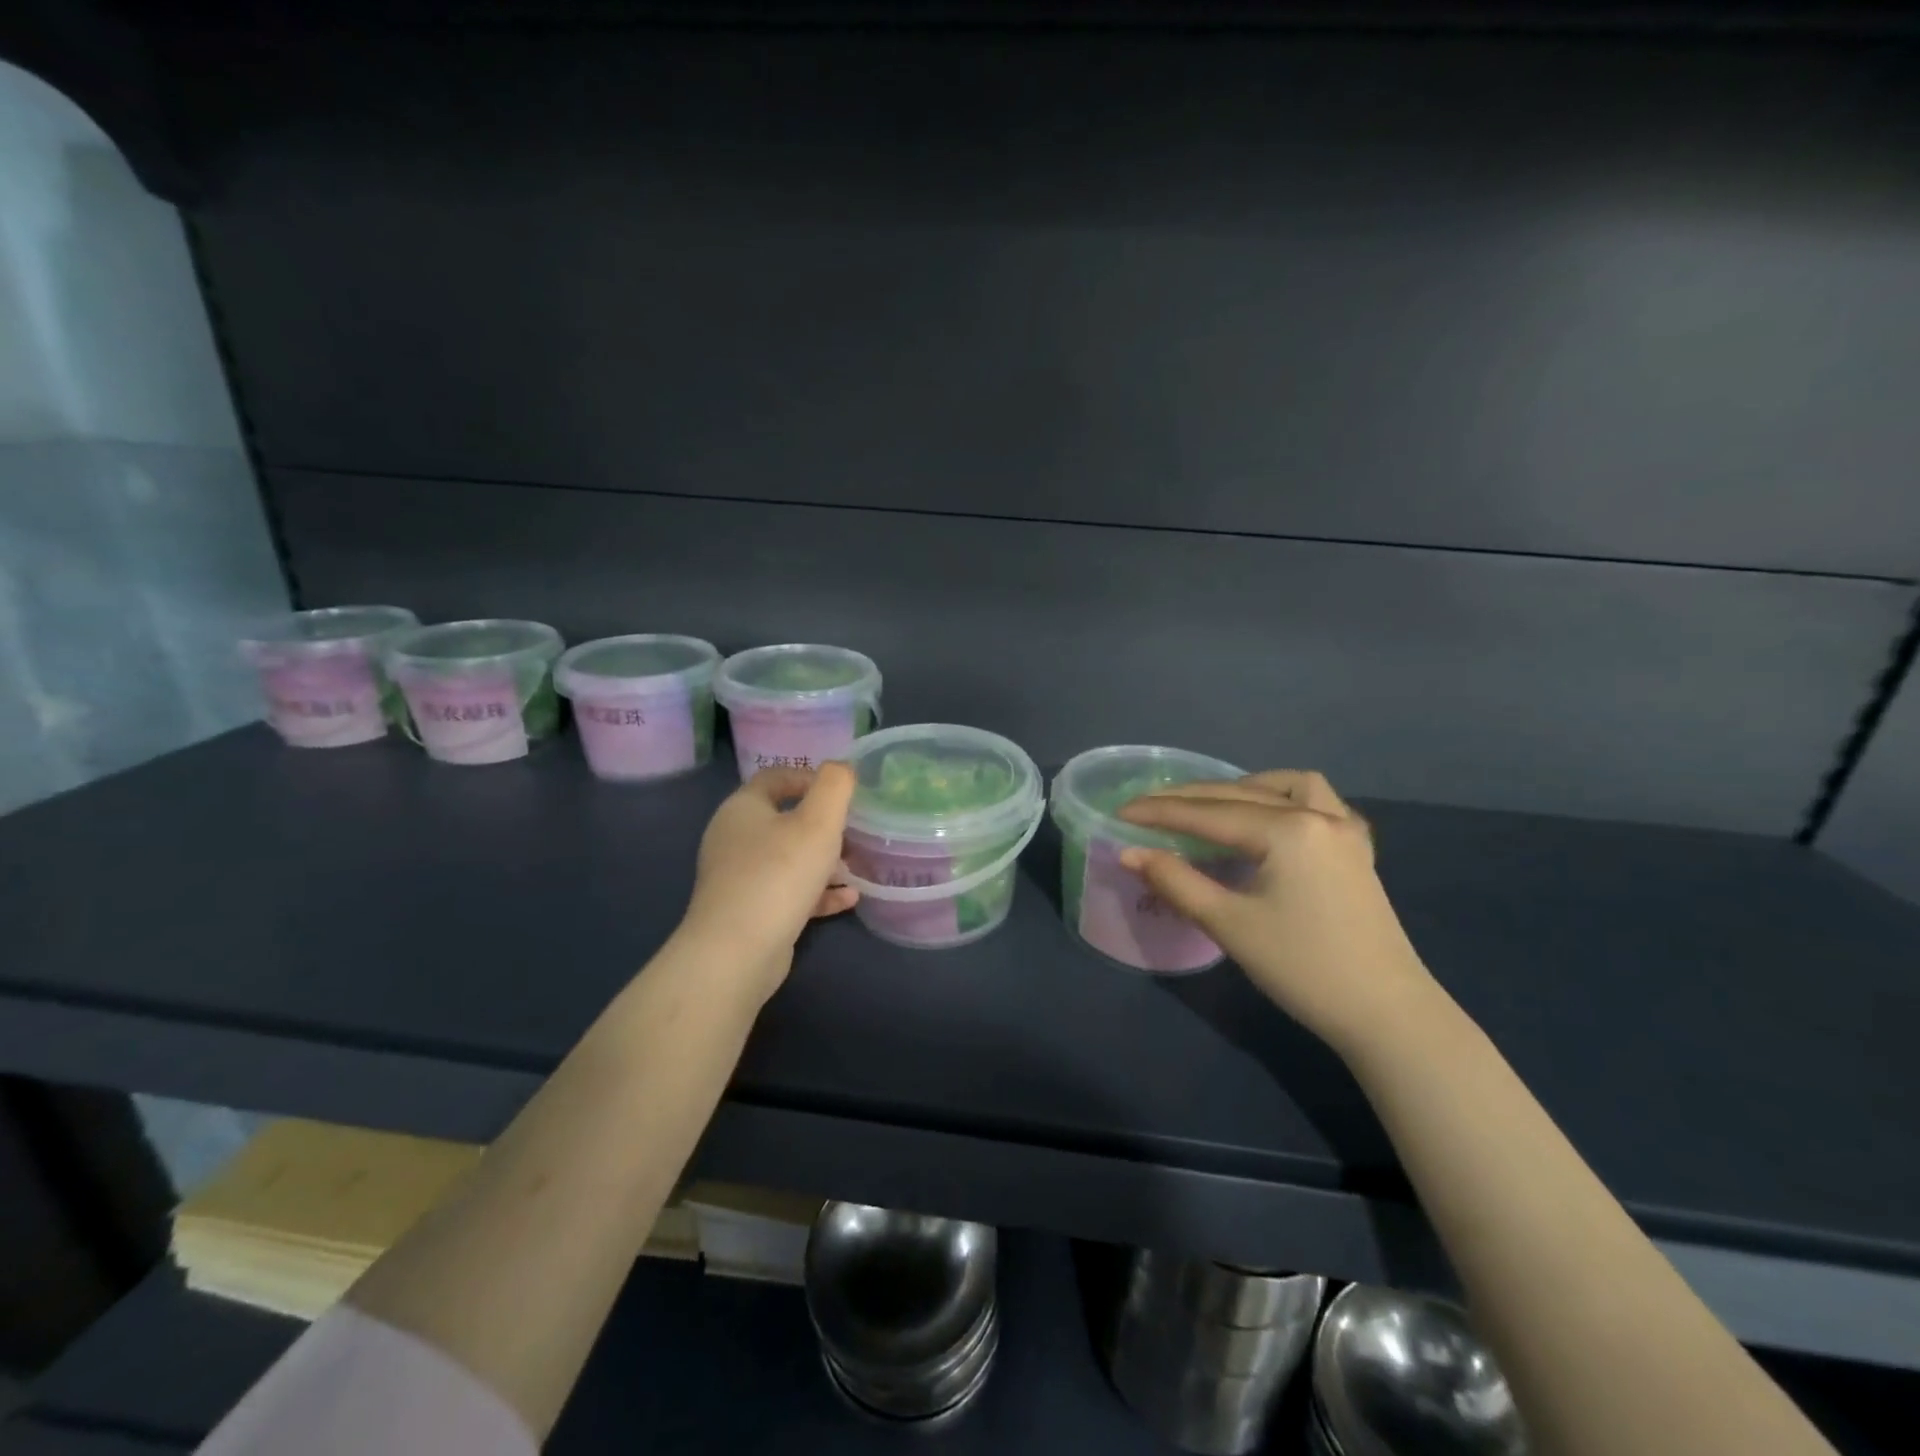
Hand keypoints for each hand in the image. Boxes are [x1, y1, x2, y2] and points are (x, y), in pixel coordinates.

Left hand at [680, 764, 859, 998]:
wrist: (737, 952)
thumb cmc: (779, 874)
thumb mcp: (818, 821)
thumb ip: (834, 786)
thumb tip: (841, 768)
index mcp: (743, 808)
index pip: (776, 778)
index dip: (811, 778)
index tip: (843, 793)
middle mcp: (734, 838)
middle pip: (784, 819)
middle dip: (823, 825)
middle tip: (855, 832)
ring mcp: (738, 877)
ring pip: (788, 858)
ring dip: (823, 861)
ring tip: (856, 866)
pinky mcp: (748, 911)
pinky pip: (787, 892)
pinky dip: (817, 892)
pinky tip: (848, 899)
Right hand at [1118, 771, 1443, 1056]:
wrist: (1386, 1014)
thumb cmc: (1303, 969)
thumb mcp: (1229, 924)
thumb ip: (1176, 881)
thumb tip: (1130, 853)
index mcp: (1287, 830)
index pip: (1208, 814)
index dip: (1159, 812)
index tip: (1120, 811)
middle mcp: (1318, 815)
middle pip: (1240, 795)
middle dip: (1190, 799)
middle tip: (1148, 808)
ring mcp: (1344, 830)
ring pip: (1286, 787)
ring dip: (1242, 789)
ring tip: (1210, 806)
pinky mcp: (1356, 851)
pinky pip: (1317, 803)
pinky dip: (1284, 799)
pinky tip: (1269, 818)